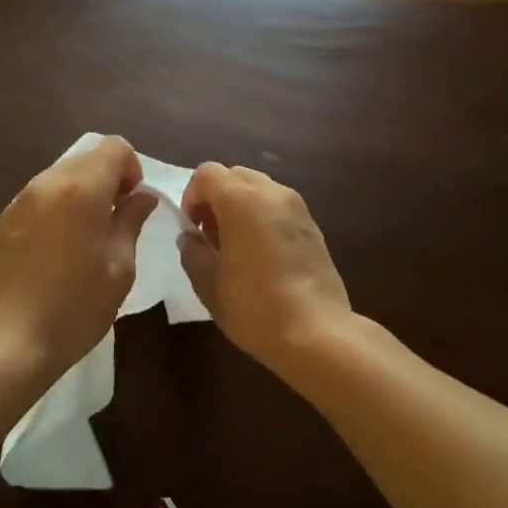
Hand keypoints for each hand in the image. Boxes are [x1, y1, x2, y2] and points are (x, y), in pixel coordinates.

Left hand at [0, 136, 158, 373]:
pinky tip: (56, 253)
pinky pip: (38, 201)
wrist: (6, 341)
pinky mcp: (0, 223)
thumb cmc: (75, 306)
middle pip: (85, 160)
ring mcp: (18, 202)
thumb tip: (141, 196)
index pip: (115, 148)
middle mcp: (46, 183)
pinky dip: (56, 211)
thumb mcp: (119, 267)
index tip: (133, 205)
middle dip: (107, 182)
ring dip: (81, 196)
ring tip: (86, 240)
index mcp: (81, 188)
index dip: (132, 169)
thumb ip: (130, 221)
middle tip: (115, 224)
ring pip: (60, 179)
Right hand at [179, 164, 351, 372]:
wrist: (317, 333)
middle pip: (235, 175)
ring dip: (240, 207)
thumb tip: (190, 238)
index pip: (207, 173)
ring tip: (237, 247)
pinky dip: (263, 218)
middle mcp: (272, 193)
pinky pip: (279, 207)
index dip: (192, 196)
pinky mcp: (313, 226)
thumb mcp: (209, 285)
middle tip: (212, 237)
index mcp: (242, 200)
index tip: (192, 230)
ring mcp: (298, 208)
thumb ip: (193, 253)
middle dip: (217, 199)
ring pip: (259, 189)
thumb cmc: (255, 307)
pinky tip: (262, 256)